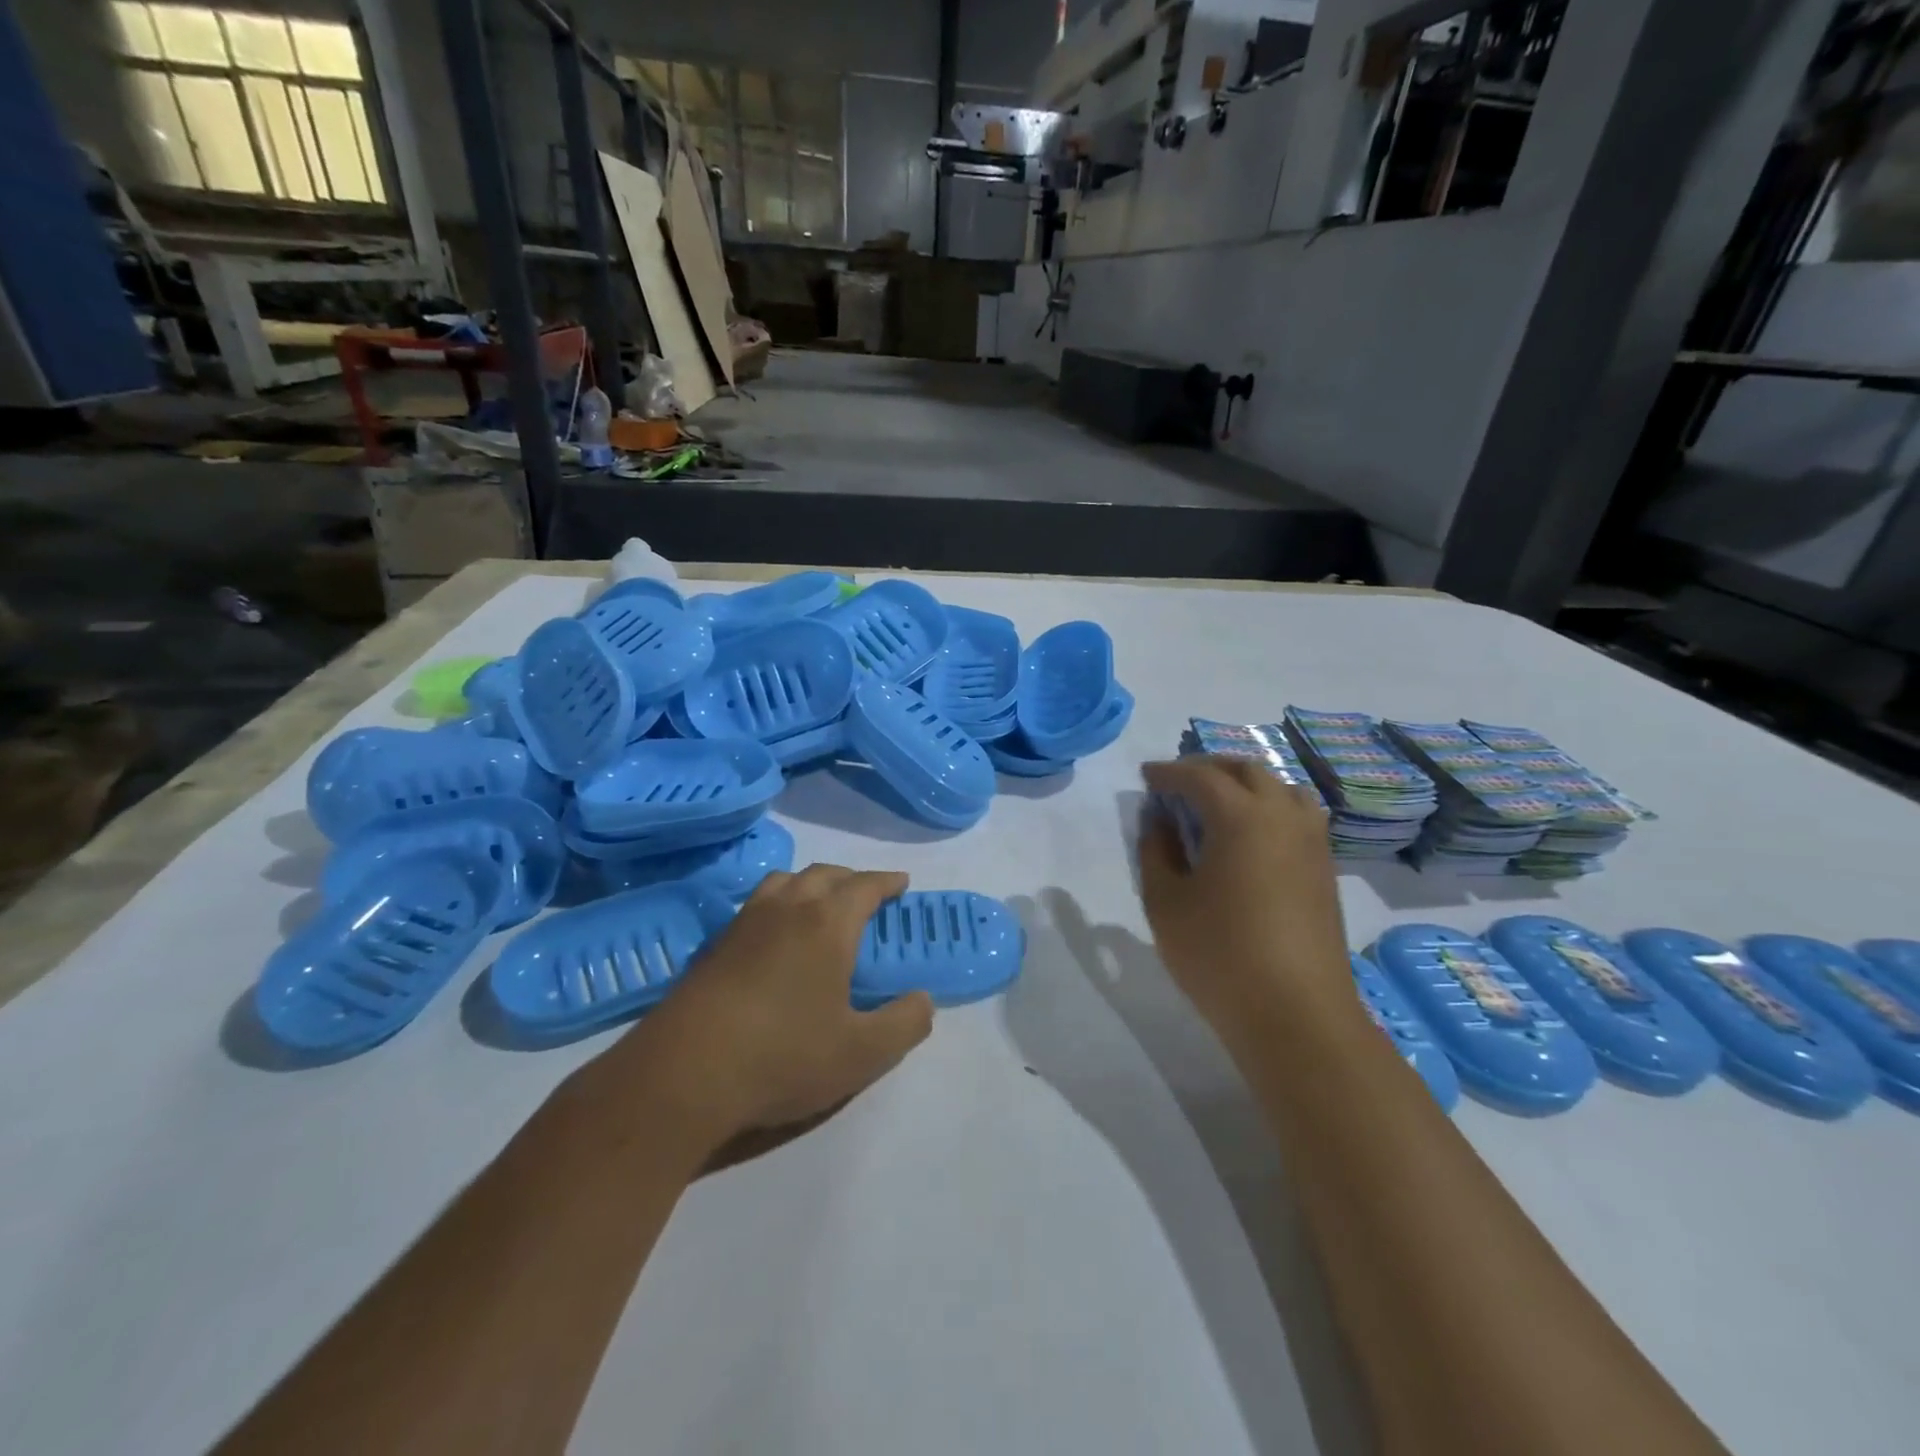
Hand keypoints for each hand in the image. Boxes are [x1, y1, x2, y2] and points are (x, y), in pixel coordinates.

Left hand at [594, 865, 934, 1156]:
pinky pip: (755, 904)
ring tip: (819, 905)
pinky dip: (777, 903)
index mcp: (827, 923)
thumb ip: (904, 1023)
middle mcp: (787, 908)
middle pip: (824, 874)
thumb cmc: (783, 1056)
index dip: (887, 882)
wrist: (684, 1074)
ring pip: (784, 881)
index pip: (865, 886)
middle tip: (867, 896)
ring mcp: (744, 923)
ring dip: (810, 883)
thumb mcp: (861, 1053)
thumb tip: (924, 1000)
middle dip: (851, 879)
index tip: (902, 884)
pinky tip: (773, 936)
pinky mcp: (713, 945)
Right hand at [1138, 757, 1352, 1039]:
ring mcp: (1312, 842)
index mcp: (1241, 817)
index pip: (1200, 776)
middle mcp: (1283, 816)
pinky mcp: (1325, 869)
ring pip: (1281, 788)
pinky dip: (1270, 807)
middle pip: (1246, 770)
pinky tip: (1250, 836)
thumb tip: (1159, 821)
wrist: (1296, 1015)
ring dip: (1246, 784)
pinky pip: (1298, 815)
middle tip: (1177, 784)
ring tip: (1218, 803)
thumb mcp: (1165, 902)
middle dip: (1208, 768)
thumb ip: (1155, 851)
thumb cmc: (1219, 955)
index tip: (1146, 776)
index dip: (1169, 772)